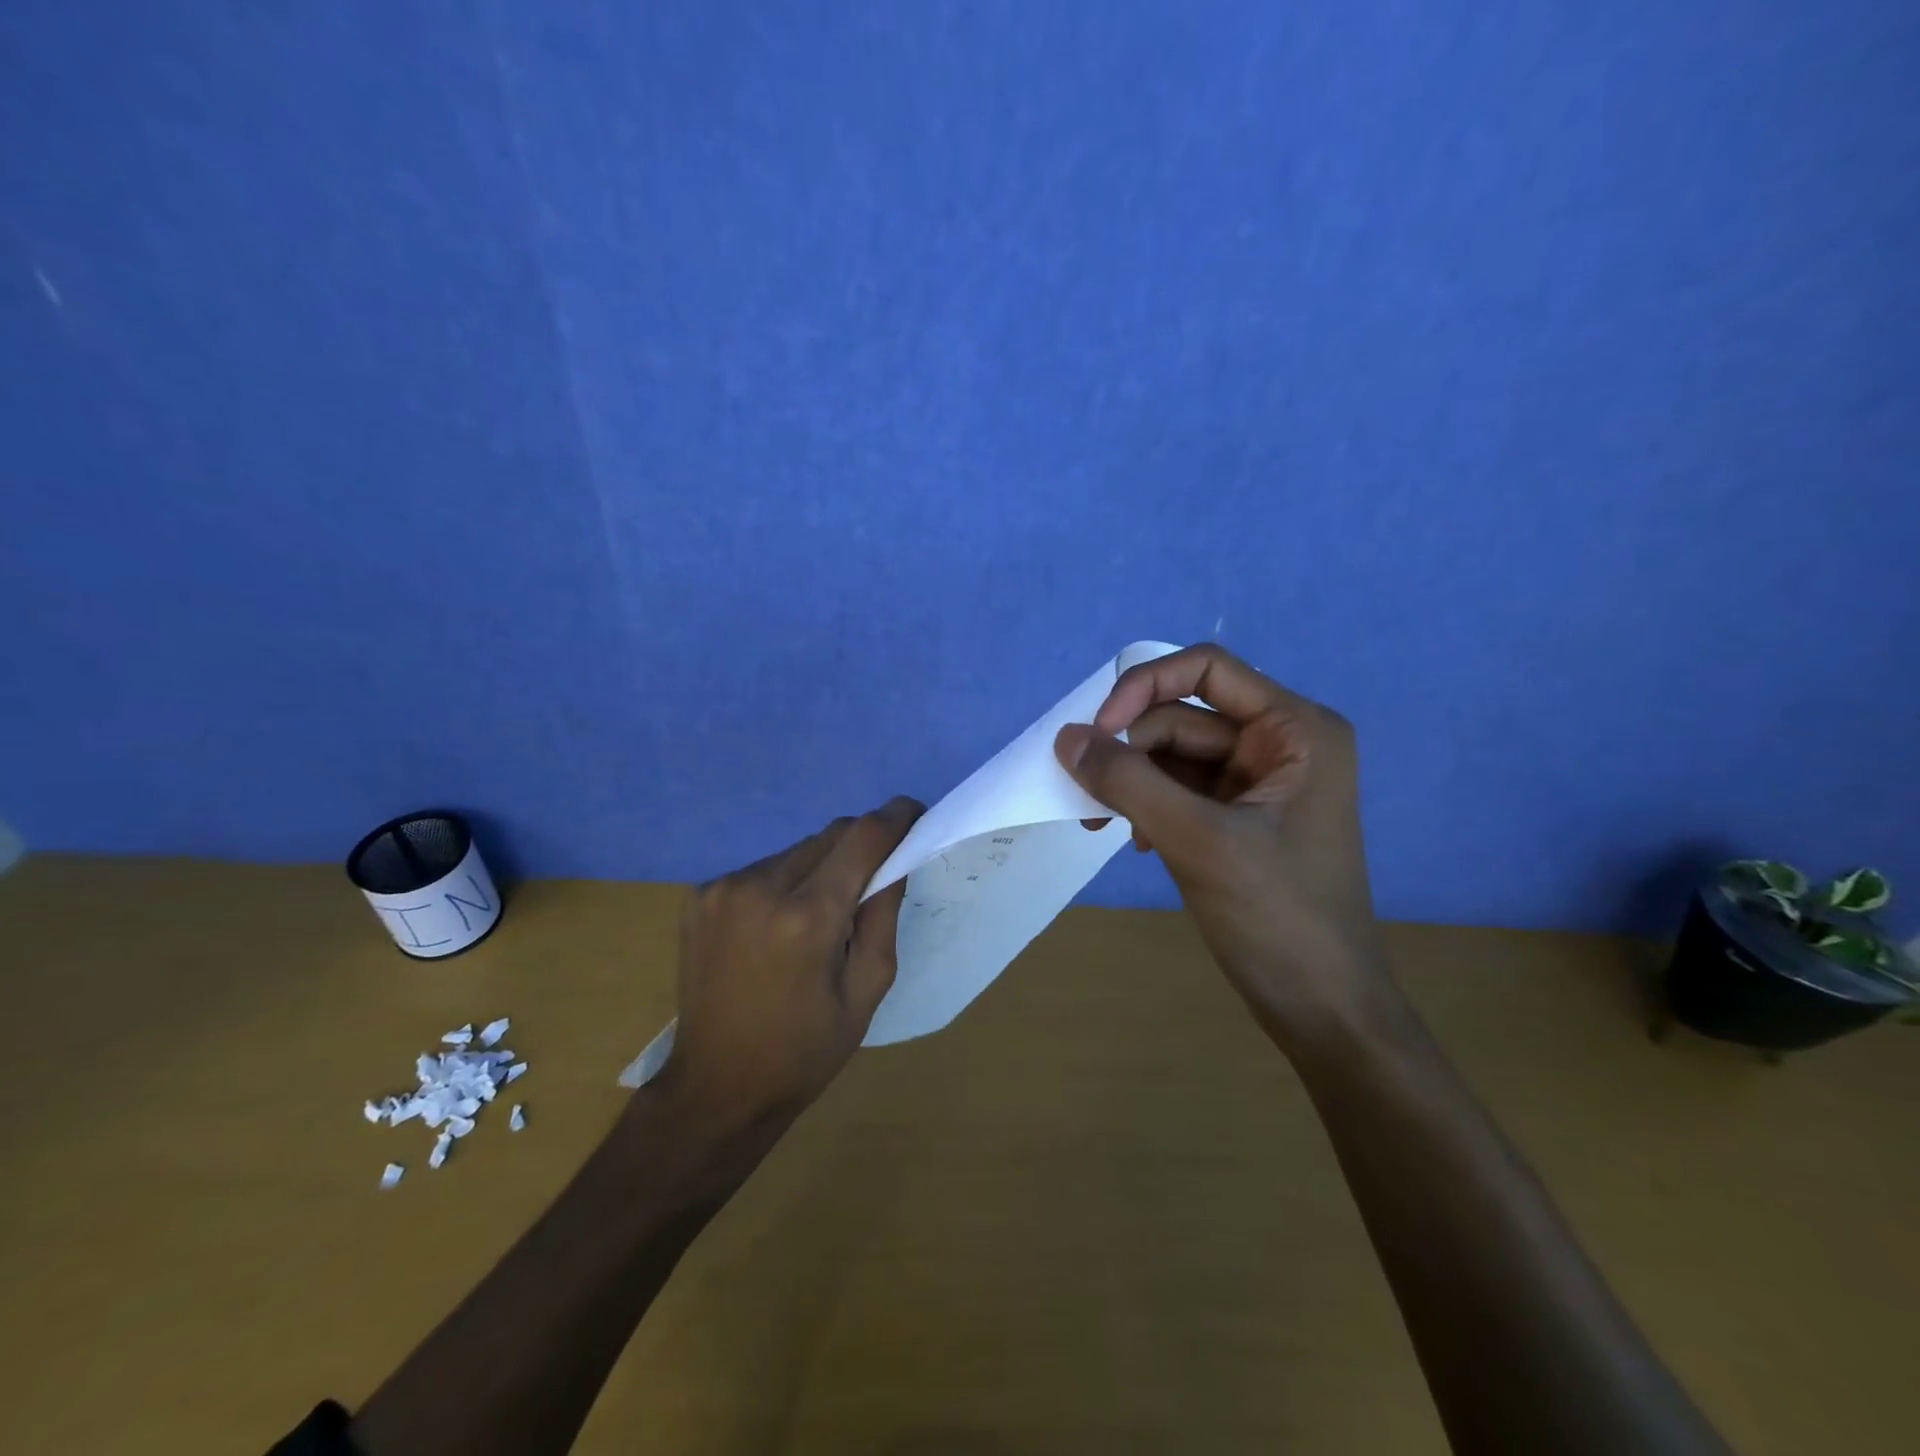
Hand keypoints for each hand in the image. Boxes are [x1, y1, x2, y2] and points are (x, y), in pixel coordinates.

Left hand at [658, 797, 923, 1128]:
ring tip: (822, 912)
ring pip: (796, 849)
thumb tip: (895, 859)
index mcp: (807, 917)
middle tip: (874, 877)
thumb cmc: (805, 1049)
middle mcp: (760, 887)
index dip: (895, 818)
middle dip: (860, 846)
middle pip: (829, 836)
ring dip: (821, 865)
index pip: (863, 837)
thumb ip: (884, 914)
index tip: (915, 814)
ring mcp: (722, 887)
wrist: (716, 1087)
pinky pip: (763, 868)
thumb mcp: (868, 989)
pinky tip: (781, 923)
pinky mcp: (700, 895)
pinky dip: (785, 881)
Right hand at [1056, 644, 1391, 1049]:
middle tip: (1088, 799)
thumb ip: (1127, 782)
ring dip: (1133, 785)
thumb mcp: (1197, 841)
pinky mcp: (1240, 817)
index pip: (1206, 669)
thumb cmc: (1277, 918)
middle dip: (1131, 753)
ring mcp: (1260, 782)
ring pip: (1173, 756)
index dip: (1143, 687)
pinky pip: (1179, 790)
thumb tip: (1065, 738)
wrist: (1324, 1010)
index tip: (1098, 732)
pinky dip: (1149, 808)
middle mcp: (1280, 743)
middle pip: (1182, 717)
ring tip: (1103, 827)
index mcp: (1295, 729)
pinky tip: (1137, 844)